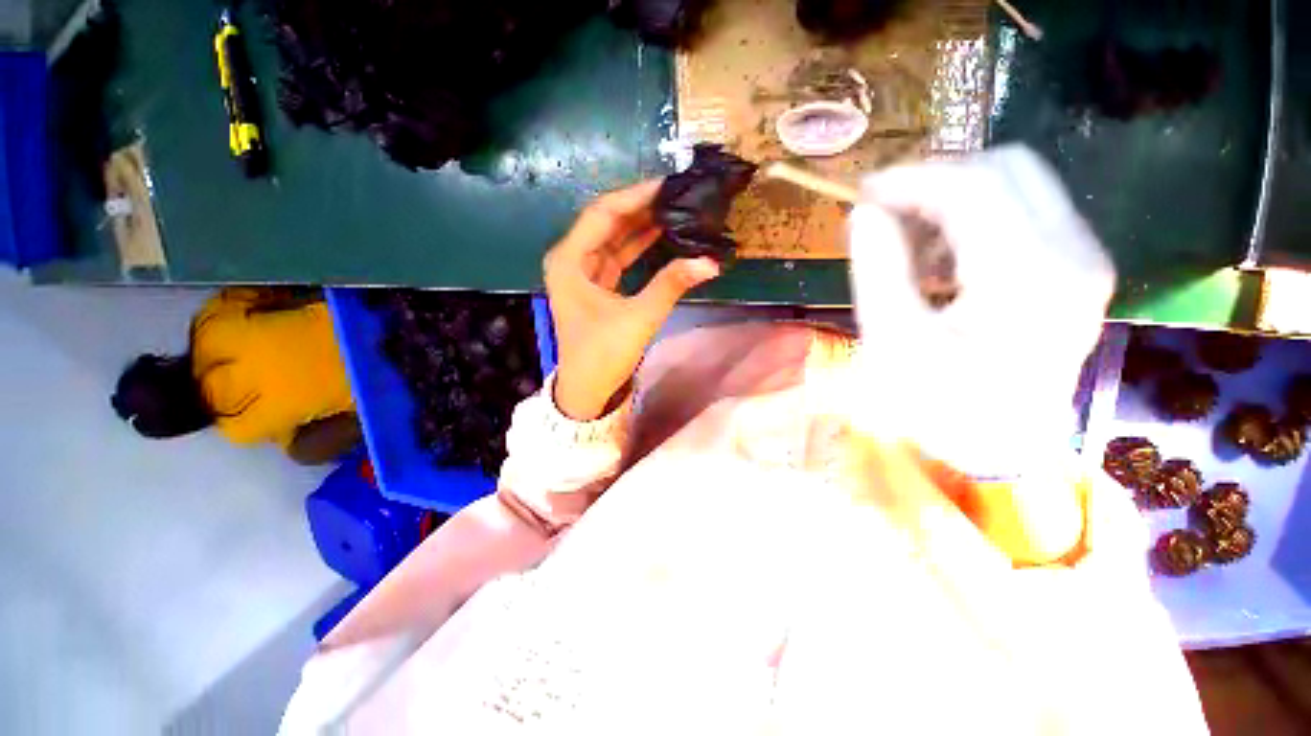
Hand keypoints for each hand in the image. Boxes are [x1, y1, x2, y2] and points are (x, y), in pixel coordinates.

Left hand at [544, 180, 720, 420]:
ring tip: (675, 209)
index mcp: (569, 260)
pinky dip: (639, 246)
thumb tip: (711, 261)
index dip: (636, 196)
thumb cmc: (603, 354)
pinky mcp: (596, 284)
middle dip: (642, 207)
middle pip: (608, 221)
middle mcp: (571, 258)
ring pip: (614, 238)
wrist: (588, 390)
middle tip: (678, 194)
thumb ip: (672, 284)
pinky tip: (662, 235)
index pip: (603, 213)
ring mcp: (583, 271)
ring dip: (642, 225)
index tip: (669, 184)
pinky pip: (618, 256)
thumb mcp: (639, 317)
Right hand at [845, 145, 1114, 477]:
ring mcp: (1084, 257)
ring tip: (911, 241)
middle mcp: (1073, 254)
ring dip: (954, 196)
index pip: (973, 186)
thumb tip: (865, 211)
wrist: (1001, 445)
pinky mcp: (1077, 265)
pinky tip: (942, 256)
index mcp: (1027, 279)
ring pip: (1019, 181)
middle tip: (887, 210)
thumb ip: (878, 269)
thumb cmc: (939, 404)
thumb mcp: (892, 340)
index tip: (864, 193)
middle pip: (1007, 166)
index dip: (912, 178)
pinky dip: (975, 216)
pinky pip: (1026, 208)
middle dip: (936, 177)